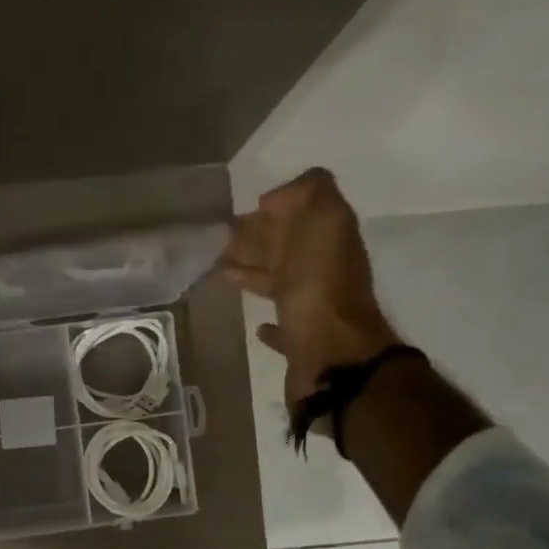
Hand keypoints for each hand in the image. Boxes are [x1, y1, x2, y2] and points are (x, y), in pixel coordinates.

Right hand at [224, 167, 400, 406]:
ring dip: (254, 274)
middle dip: (256, 240)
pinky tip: (258, 325)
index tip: (238, 213)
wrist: (331, 355)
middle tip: (216, 241)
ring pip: (279, 284)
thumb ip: (309, 192)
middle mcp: (323, 271)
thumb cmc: (320, 285)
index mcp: (328, 239)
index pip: (299, 215)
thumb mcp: (325, 218)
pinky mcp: (300, 344)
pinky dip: (271, 325)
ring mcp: (313, 309)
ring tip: (220, 271)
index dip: (272, 209)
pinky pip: (284, 328)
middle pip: (287, 248)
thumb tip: (274, 201)